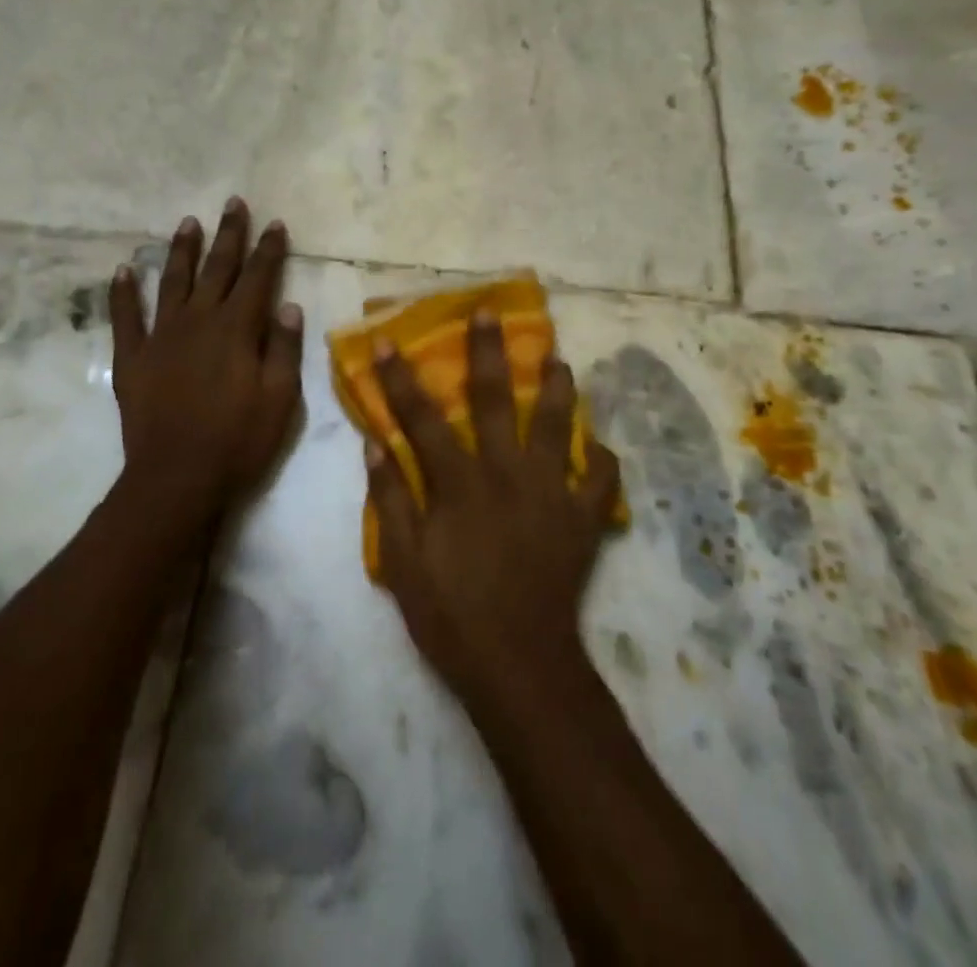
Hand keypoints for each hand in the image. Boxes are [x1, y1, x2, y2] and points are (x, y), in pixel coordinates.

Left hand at [109, 199, 303, 532]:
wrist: (176, 480)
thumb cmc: (239, 442)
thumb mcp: (280, 399)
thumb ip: (285, 349)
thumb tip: (288, 307)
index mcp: (237, 329)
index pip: (257, 278)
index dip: (268, 249)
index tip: (274, 223)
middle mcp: (198, 321)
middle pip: (217, 269)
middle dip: (228, 235)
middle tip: (233, 203)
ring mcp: (161, 337)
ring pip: (172, 282)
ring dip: (181, 251)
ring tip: (188, 222)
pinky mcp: (132, 359)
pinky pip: (125, 318)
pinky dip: (121, 292)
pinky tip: (121, 270)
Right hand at [366, 312, 620, 705]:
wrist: (518, 665)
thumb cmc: (451, 615)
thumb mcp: (402, 562)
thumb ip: (389, 498)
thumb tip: (376, 443)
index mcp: (458, 482)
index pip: (423, 418)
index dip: (402, 378)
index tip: (390, 340)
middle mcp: (505, 472)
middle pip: (495, 400)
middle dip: (488, 352)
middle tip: (490, 312)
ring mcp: (550, 492)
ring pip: (556, 424)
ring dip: (557, 387)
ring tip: (559, 358)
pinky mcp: (581, 518)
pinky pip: (600, 479)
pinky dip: (600, 460)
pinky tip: (597, 447)